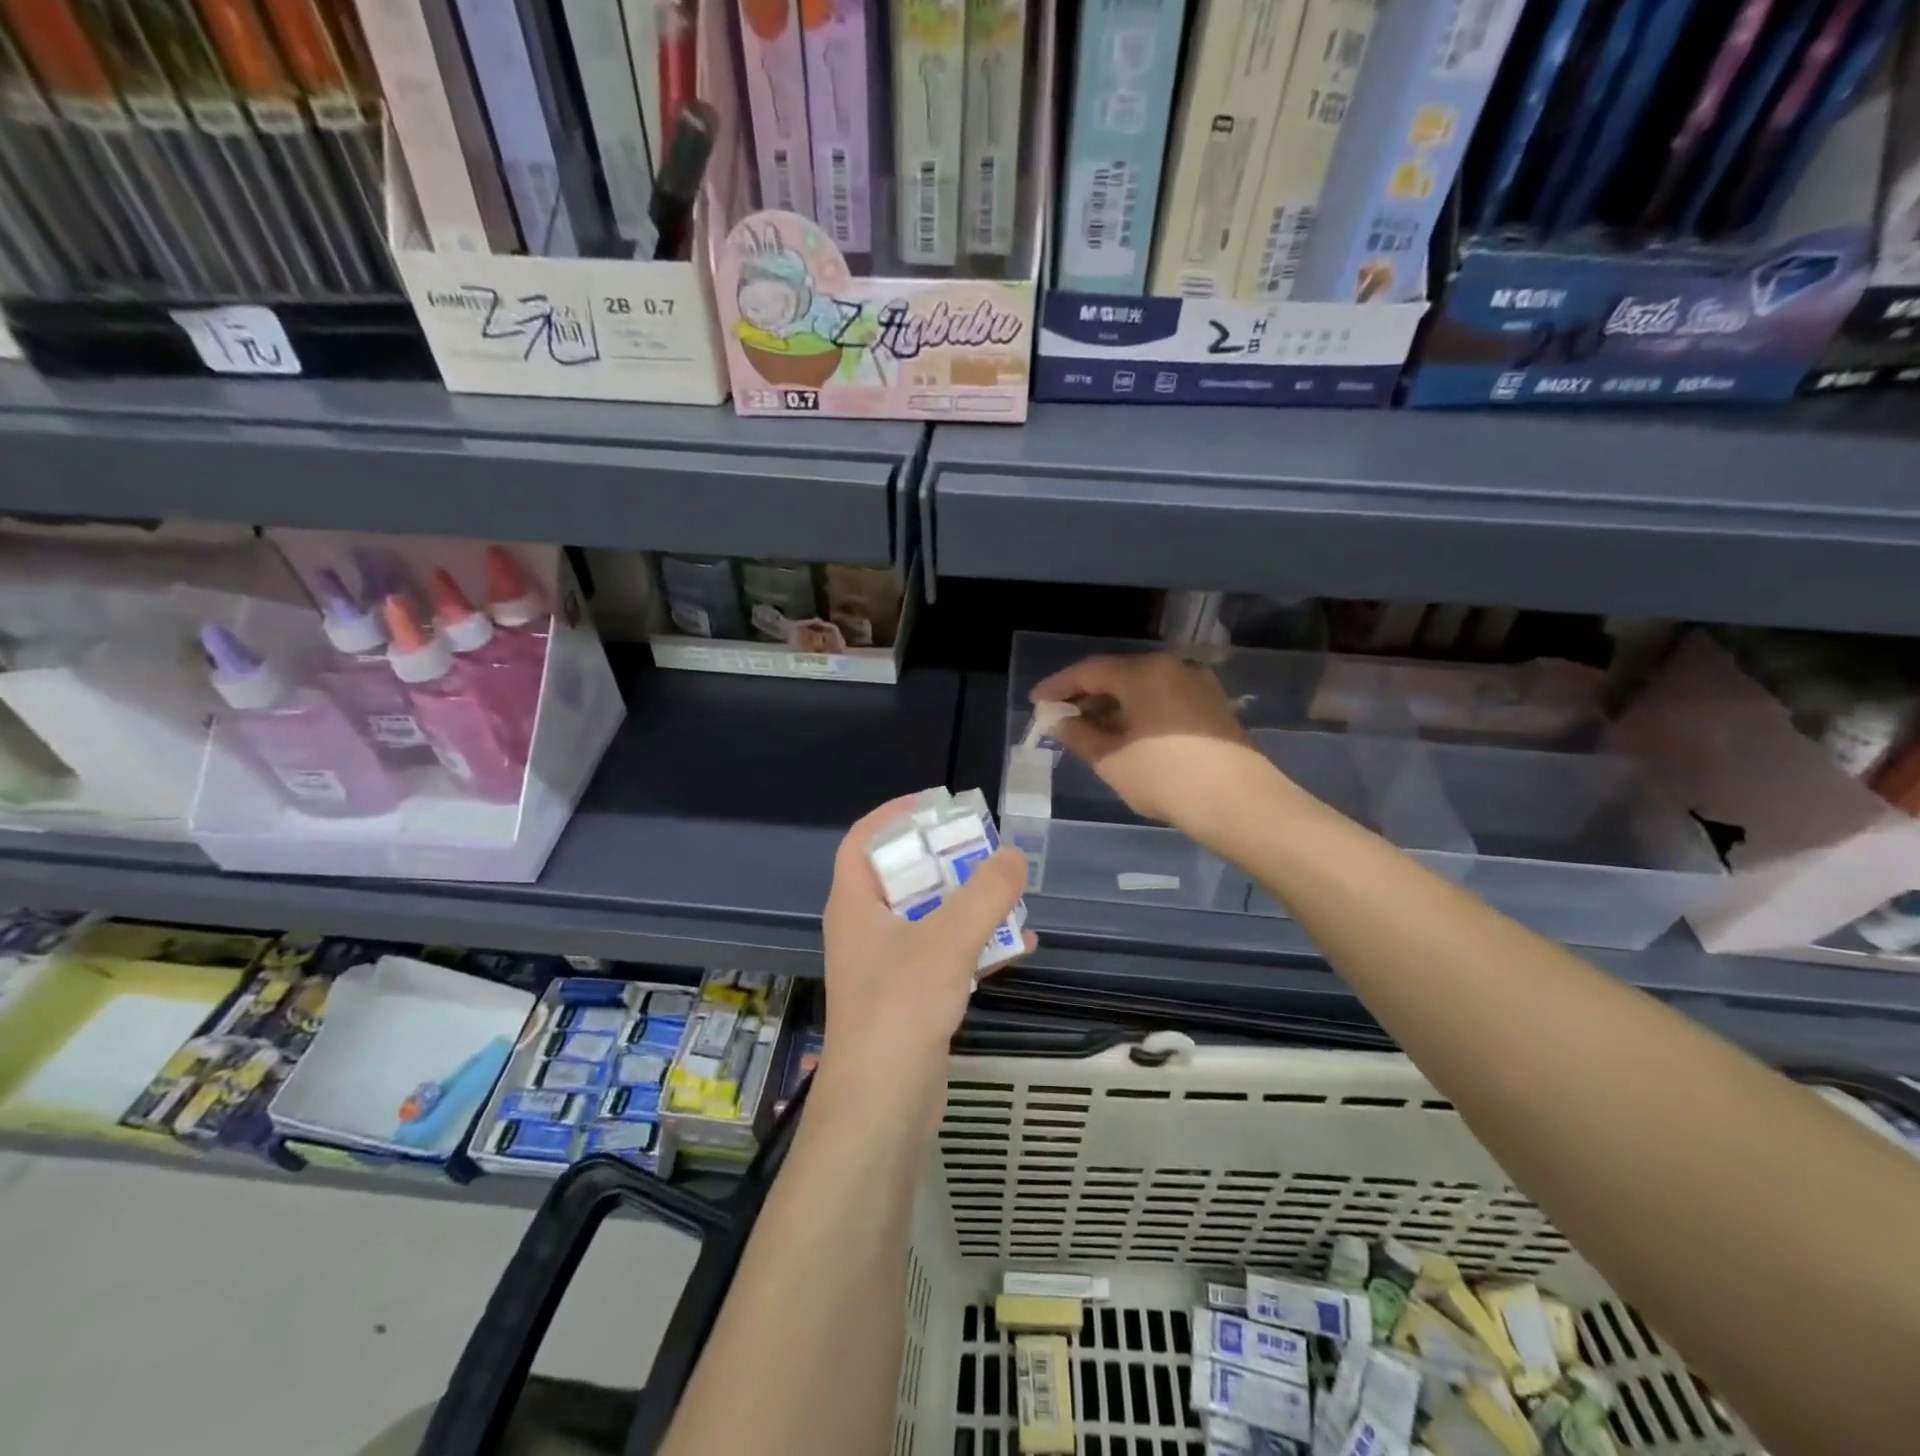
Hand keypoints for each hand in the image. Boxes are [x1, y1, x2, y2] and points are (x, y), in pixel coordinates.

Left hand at [818, 795, 1034, 1104]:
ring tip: (1008, 890)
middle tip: (984, 845)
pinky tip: (1019, 944)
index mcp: (855, 904)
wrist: (883, 1105)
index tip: (937, 803)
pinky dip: (976, 944)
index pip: (863, 840)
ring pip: (927, 916)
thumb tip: (1013, 855)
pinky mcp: (909, 997)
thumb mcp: (947, 941)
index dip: (895, 815)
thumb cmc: (901, 1008)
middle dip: (943, 858)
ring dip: (965, 901)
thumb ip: (985, 894)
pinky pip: (944, 955)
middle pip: (902, 876)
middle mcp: (865, 929)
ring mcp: (886, 966)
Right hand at [1030, 652, 1275, 836]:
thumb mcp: (1110, 760)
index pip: (1089, 671)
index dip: (1058, 686)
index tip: (1036, 702)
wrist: (1239, 803)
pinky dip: (1138, 712)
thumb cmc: (1165, 778)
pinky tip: (1125, 736)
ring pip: (1142, 689)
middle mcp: (1172, 668)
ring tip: (1089, 731)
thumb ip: (1078, 735)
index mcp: (1144, 673)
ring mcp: (1197, 685)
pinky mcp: (1212, 707)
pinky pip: (1163, 700)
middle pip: (1118, 675)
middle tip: (1060, 718)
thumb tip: (1057, 720)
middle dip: (1086, 696)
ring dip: (1113, 706)